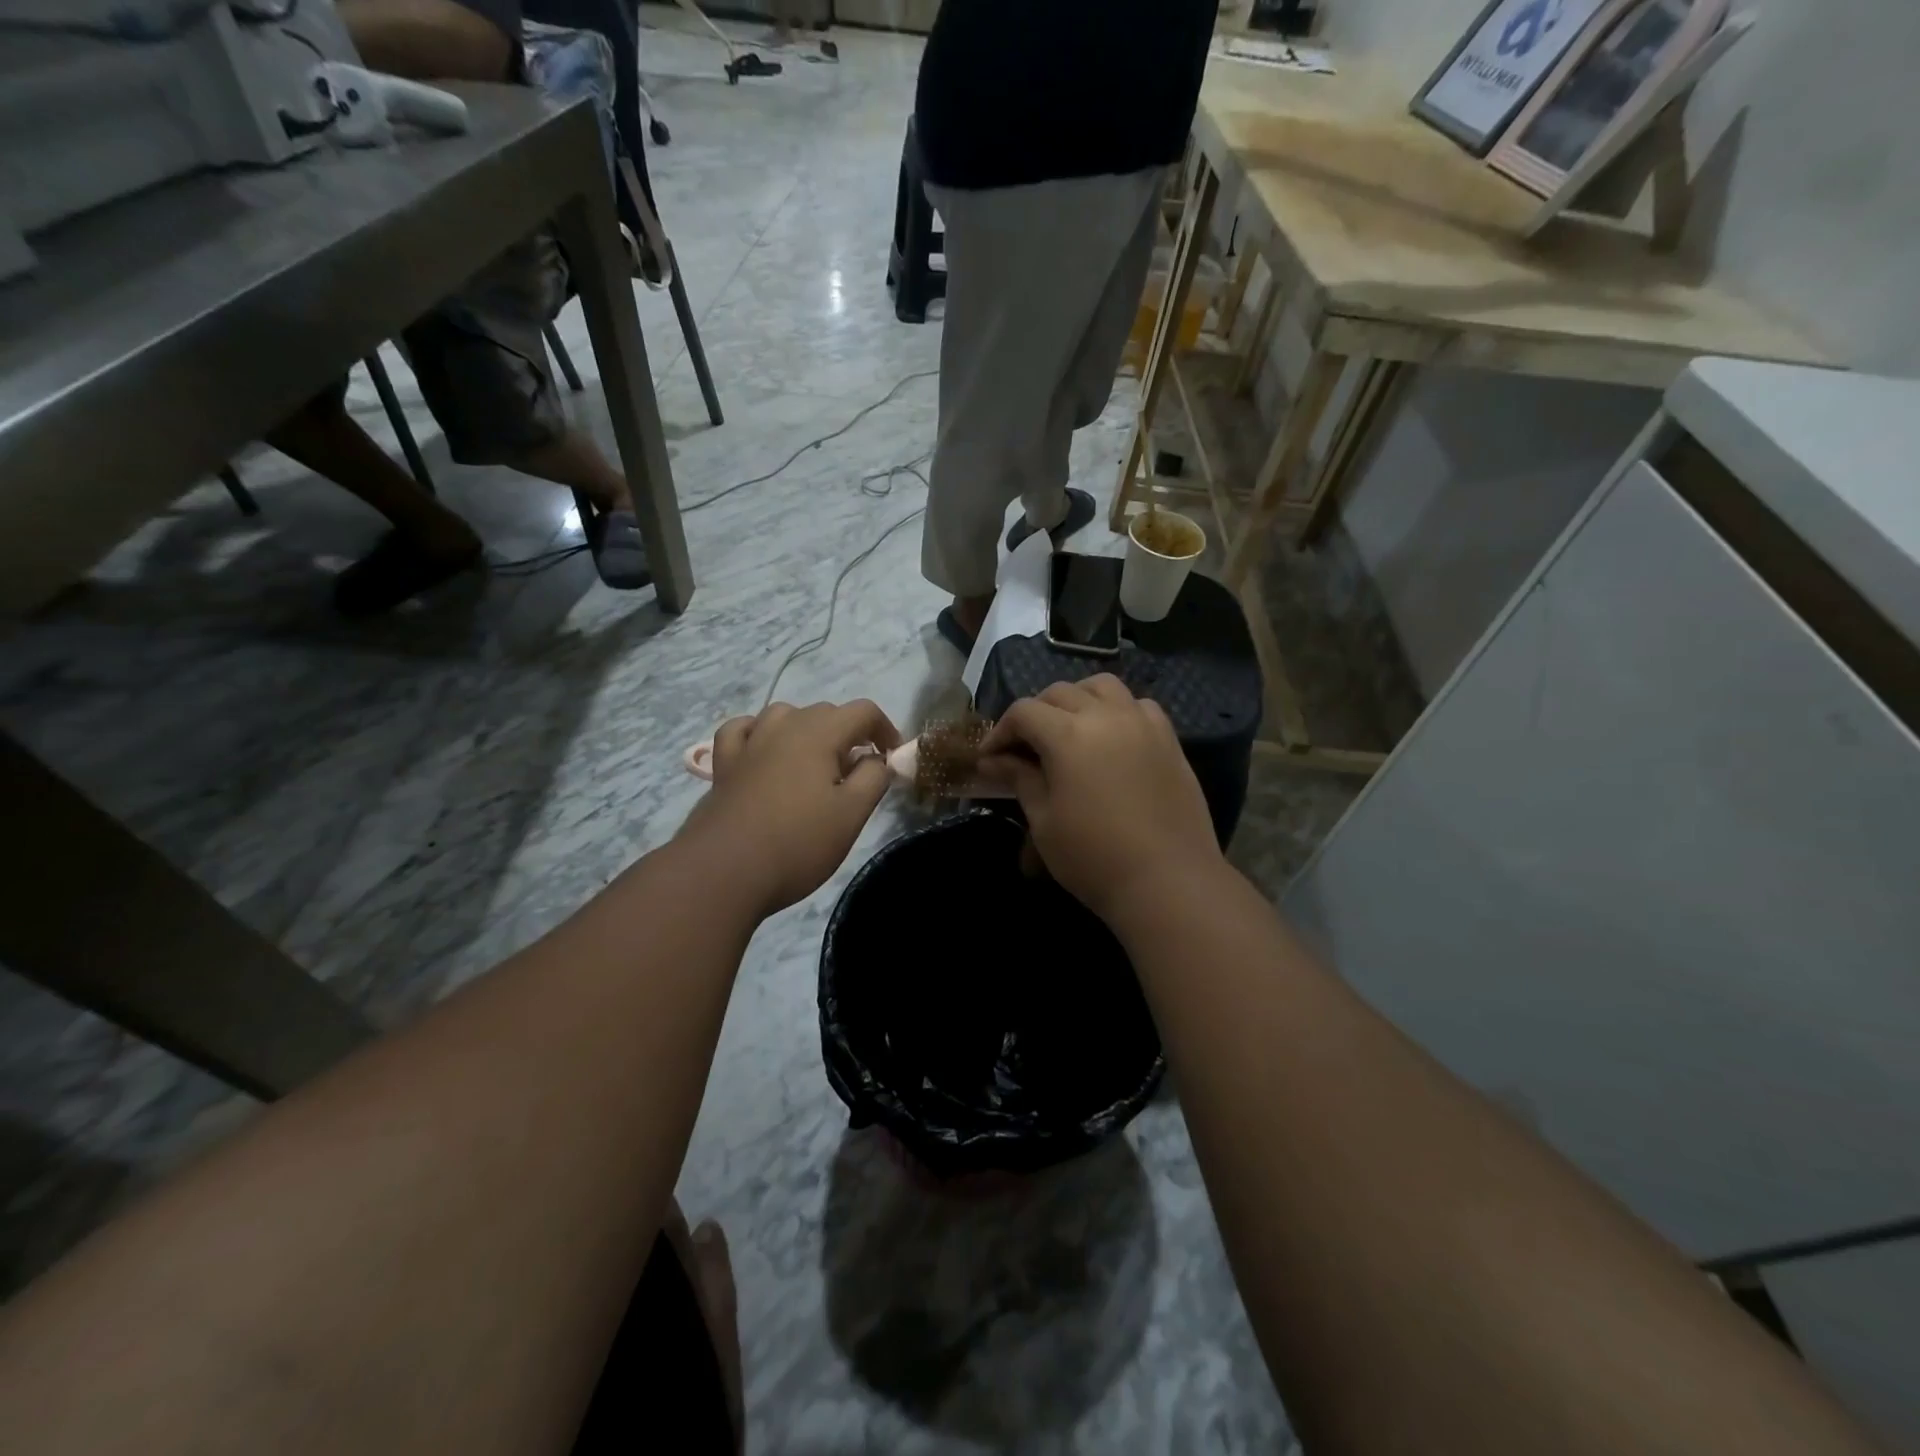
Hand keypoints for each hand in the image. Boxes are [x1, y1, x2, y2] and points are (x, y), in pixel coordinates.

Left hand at [680, 700, 900, 914]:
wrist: (724, 871)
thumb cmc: (797, 843)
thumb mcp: (851, 814)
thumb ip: (874, 778)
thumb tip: (877, 759)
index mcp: (818, 734)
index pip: (863, 711)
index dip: (885, 729)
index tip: (891, 758)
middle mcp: (782, 726)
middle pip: (826, 712)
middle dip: (849, 735)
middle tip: (858, 774)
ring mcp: (749, 743)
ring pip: (784, 716)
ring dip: (807, 731)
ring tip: (815, 764)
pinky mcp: (724, 765)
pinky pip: (743, 731)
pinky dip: (759, 733)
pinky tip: (764, 751)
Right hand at [977, 675, 1223, 923]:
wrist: (1168, 882)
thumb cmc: (1094, 857)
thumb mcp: (1044, 821)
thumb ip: (1021, 779)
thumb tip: (994, 760)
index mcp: (1068, 735)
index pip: (1024, 712)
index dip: (1000, 731)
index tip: (989, 758)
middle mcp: (1106, 716)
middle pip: (1060, 693)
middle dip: (1035, 713)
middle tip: (1024, 747)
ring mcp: (1142, 724)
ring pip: (1103, 687)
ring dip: (1077, 699)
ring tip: (1069, 729)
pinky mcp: (1169, 740)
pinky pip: (1139, 706)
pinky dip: (1118, 710)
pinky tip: (1112, 737)